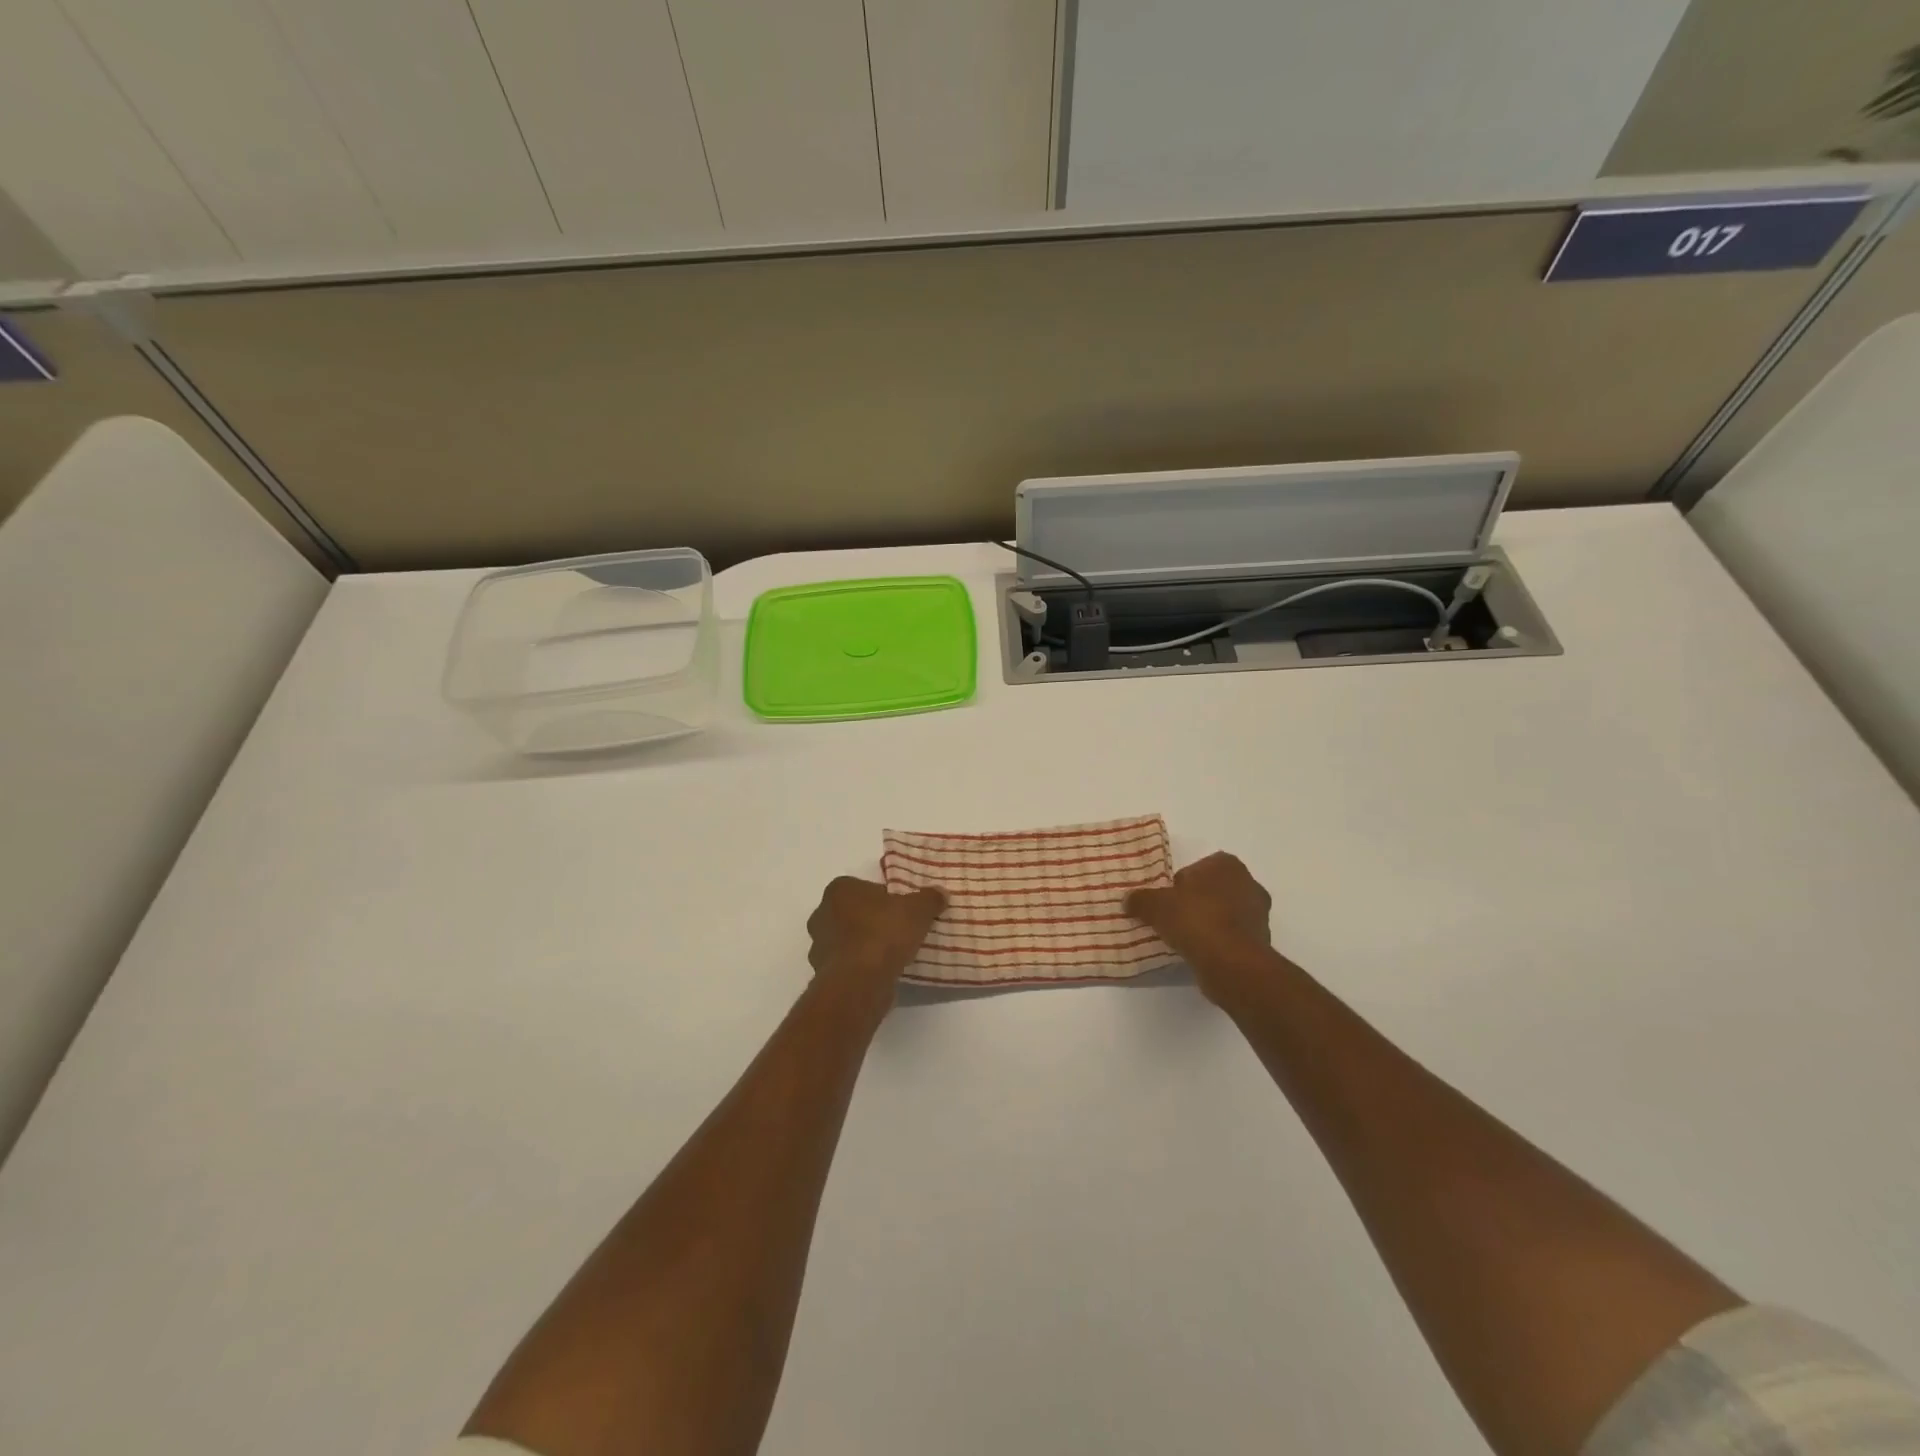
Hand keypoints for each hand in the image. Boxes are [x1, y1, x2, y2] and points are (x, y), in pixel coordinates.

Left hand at [806, 877, 945, 1013]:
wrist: (860, 982)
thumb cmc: (884, 933)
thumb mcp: (918, 910)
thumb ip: (929, 899)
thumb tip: (941, 893)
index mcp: (840, 889)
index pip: (864, 888)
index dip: (885, 899)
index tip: (902, 912)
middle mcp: (822, 913)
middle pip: (853, 914)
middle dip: (872, 921)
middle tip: (898, 932)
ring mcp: (818, 946)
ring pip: (848, 941)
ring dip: (865, 946)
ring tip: (892, 956)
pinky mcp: (822, 974)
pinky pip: (846, 965)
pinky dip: (861, 968)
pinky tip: (881, 974)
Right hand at [1125, 852, 1275, 1001]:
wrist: (1230, 963)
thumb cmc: (1195, 919)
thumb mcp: (1155, 906)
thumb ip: (1141, 899)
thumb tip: (1128, 900)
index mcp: (1227, 865)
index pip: (1199, 867)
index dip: (1182, 883)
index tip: (1168, 900)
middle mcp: (1249, 884)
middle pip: (1214, 890)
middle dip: (1197, 902)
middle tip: (1174, 918)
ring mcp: (1259, 915)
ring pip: (1226, 914)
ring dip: (1209, 923)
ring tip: (1185, 939)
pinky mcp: (1262, 942)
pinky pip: (1233, 937)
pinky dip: (1219, 943)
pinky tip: (1201, 954)